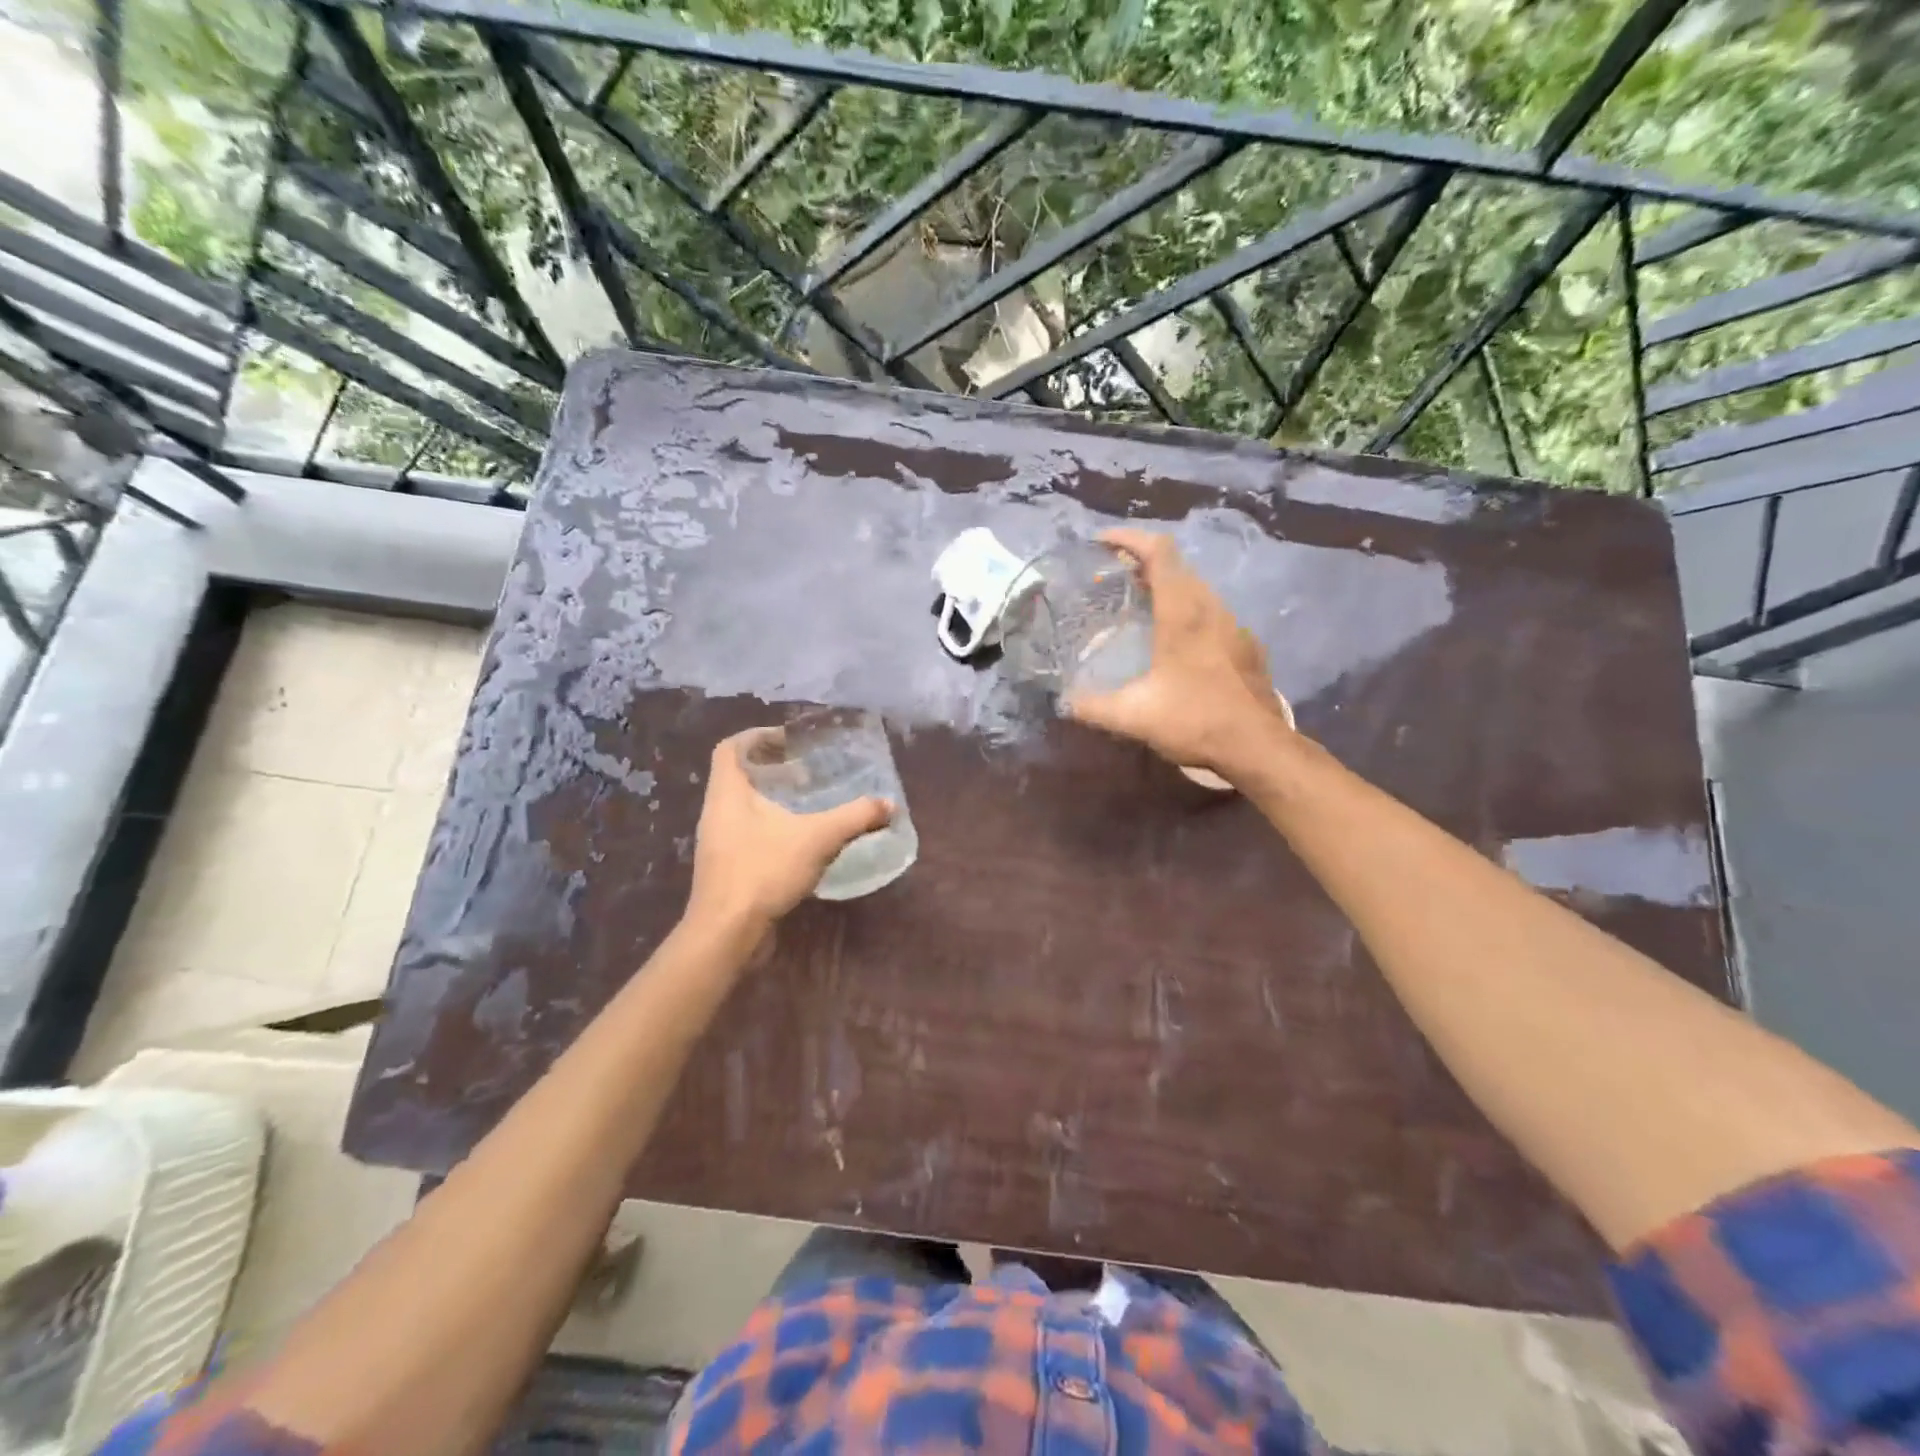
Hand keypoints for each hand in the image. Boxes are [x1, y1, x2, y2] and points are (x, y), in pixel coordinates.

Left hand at [687, 730, 892, 933]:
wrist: (728, 932)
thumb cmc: (764, 870)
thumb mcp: (818, 837)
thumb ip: (855, 817)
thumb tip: (889, 804)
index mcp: (727, 793)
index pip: (730, 748)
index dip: (757, 736)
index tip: (789, 739)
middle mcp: (716, 812)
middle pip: (737, 775)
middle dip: (771, 768)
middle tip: (806, 769)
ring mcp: (718, 843)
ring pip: (742, 807)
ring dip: (771, 799)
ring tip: (807, 802)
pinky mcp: (726, 868)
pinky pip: (747, 834)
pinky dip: (771, 828)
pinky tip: (799, 840)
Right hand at [1066, 529, 1291, 777]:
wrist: (1257, 747)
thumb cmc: (1195, 721)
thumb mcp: (1133, 717)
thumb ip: (1092, 707)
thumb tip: (1064, 702)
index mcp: (1183, 613)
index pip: (1158, 552)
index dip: (1128, 538)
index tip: (1100, 542)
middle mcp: (1211, 608)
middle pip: (1177, 566)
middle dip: (1141, 562)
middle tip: (1111, 578)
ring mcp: (1234, 626)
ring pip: (1196, 589)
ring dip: (1165, 586)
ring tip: (1138, 605)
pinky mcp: (1245, 646)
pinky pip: (1210, 612)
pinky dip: (1185, 610)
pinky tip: (1173, 642)